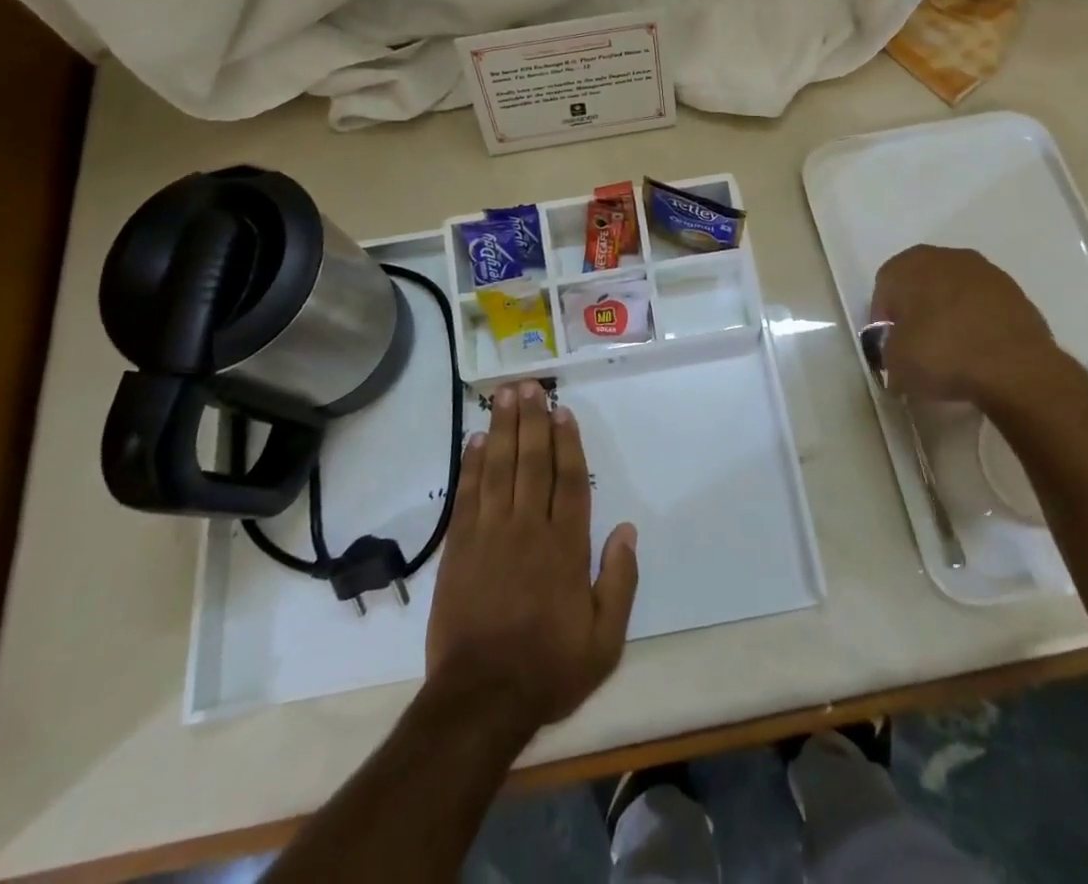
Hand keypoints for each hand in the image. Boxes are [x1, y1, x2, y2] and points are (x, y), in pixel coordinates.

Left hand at [425, 379, 638, 736]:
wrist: (480, 700)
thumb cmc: (548, 669)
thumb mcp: (605, 640)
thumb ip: (620, 581)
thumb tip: (627, 530)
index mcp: (566, 547)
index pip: (568, 481)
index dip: (567, 443)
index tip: (562, 412)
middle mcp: (529, 529)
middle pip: (532, 463)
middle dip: (532, 421)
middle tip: (529, 386)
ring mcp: (490, 535)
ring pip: (499, 470)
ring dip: (503, 430)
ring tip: (504, 396)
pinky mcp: (459, 549)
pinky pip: (467, 496)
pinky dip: (472, 465)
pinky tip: (477, 440)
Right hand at [871, 245, 1087, 424]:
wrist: (1016, 368)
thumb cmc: (942, 354)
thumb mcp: (895, 363)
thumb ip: (889, 352)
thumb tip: (898, 357)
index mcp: (911, 263)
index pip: (885, 286)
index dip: (884, 318)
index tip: (890, 345)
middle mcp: (947, 256)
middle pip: (921, 283)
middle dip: (917, 311)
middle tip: (918, 346)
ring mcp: (986, 272)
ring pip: (954, 292)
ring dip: (949, 315)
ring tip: (952, 351)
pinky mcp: (1016, 293)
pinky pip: (983, 306)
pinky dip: (977, 323)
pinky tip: (979, 351)